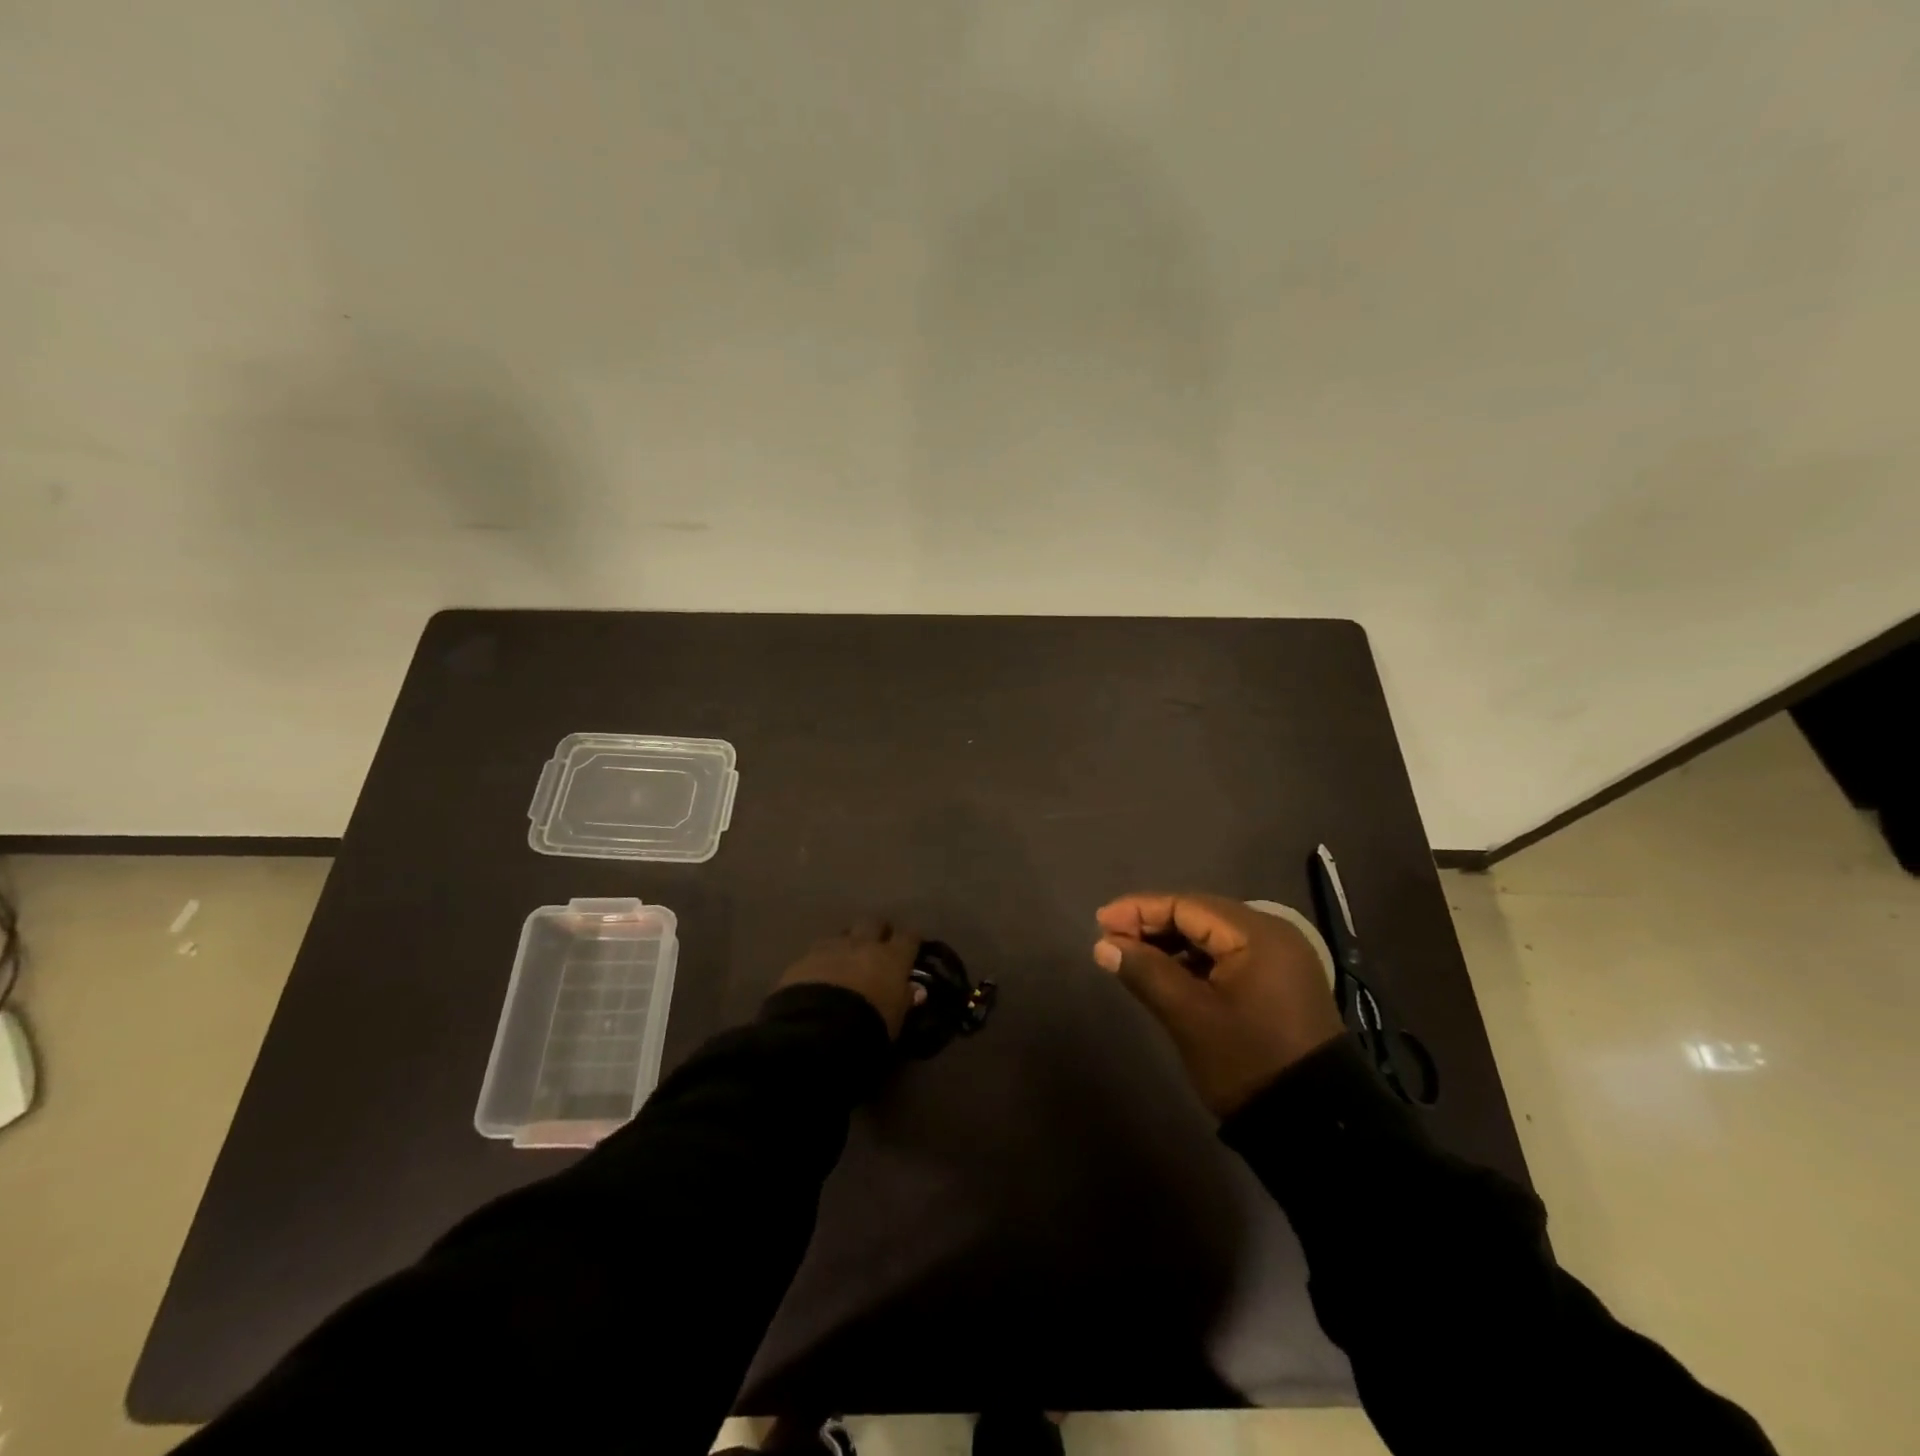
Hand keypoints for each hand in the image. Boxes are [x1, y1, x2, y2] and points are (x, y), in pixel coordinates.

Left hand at [776, 918, 923, 1038]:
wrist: (819, 1028)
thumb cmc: (870, 1024)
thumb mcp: (896, 1018)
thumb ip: (905, 999)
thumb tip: (916, 990)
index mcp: (891, 957)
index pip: (908, 937)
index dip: (910, 940)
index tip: (911, 946)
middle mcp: (863, 944)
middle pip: (873, 923)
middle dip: (876, 931)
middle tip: (877, 945)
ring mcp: (831, 948)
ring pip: (842, 934)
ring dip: (846, 944)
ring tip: (845, 959)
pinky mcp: (803, 959)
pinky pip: (816, 953)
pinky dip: (821, 961)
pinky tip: (818, 975)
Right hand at [1093, 892, 1343, 1116]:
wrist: (1316, 1125)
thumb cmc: (1247, 1061)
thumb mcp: (1189, 1016)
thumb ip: (1145, 971)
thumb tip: (1104, 945)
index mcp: (1256, 934)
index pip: (1186, 905)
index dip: (1139, 910)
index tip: (1100, 922)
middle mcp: (1273, 933)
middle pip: (1200, 914)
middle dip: (1153, 923)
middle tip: (1111, 939)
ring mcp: (1281, 958)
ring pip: (1212, 935)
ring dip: (1172, 942)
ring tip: (1132, 956)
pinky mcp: (1280, 981)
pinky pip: (1228, 955)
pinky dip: (1195, 960)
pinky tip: (1169, 973)